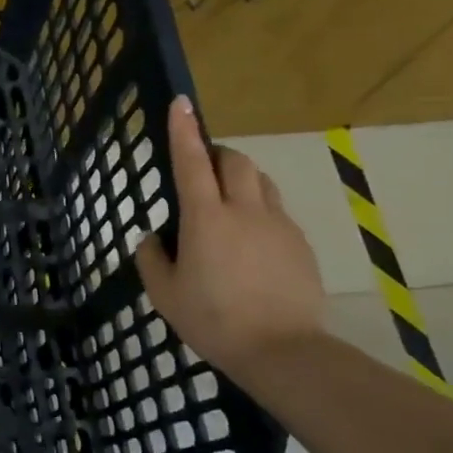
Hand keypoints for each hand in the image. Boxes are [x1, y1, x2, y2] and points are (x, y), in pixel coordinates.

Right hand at [134, 96, 325, 375]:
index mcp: (205, 218)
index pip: (190, 162)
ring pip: (261, 181)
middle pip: (234, 161)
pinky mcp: (299, 243)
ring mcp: (277, 225)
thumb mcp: (165, 295)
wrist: (282, 350)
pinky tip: (251, 242)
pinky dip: (260, 209)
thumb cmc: (213, 320)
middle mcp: (244, 211)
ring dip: (241, 178)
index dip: (183, 130)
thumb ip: (152, 259)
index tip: (181, 102)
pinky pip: (277, 210)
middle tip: (202, 169)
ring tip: (228, 202)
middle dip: (217, 154)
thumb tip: (153, 239)